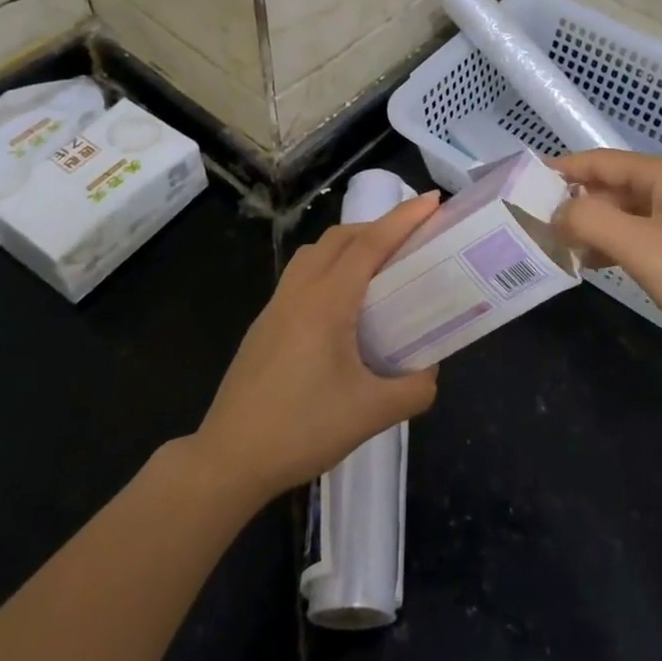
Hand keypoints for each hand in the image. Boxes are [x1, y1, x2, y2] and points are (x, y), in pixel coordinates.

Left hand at [190, 194, 441, 503]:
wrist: (229, 459)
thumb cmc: (301, 430)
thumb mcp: (371, 414)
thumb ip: (413, 388)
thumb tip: (430, 371)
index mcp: (327, 302)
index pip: (370, 244)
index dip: (404, 219)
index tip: (432, 201)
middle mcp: (300, 291)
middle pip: (341, 237)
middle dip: (379, 226)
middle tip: (413, 238)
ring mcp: (276, 305)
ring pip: (316, 252)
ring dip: (350, 243)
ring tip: (379, 265)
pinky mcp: (265, 323)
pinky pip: (302, 273)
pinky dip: (329, 266)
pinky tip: (342, 304)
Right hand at [553, 150, 661, 372]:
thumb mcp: (640, 246)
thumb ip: (590, 221)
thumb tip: (555, 212)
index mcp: (661, 175)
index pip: (598, 161)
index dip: (560, 170)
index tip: (522, 183)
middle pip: (609, 186)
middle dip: (572, 202)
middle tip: (533, 222)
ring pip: (622, 212)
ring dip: (590, 226)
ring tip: (555, 246)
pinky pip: (638, 234)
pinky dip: (612, 244)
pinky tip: (593, 264)